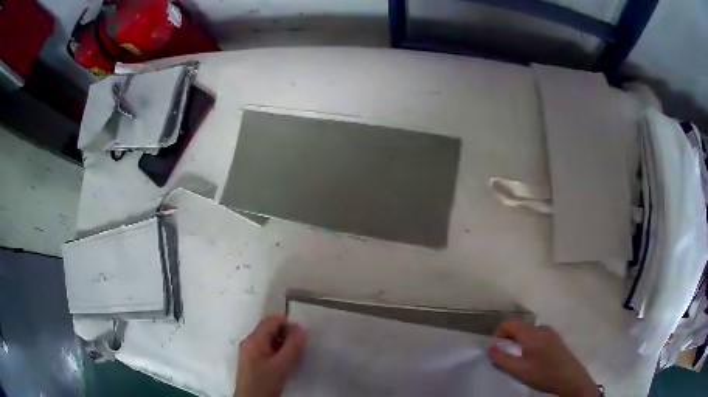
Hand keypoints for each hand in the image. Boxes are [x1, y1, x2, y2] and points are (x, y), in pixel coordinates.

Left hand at [235, 315, 306, 396]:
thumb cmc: (265, 382)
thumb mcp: (282, 365)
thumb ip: (292, 346)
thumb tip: (300, 329)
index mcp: (253, 340)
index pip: (269, 321)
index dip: (286, 322)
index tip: (300, 332)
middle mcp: (248, 342)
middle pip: (267, 329)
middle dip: (284, 332)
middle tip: (299, 343)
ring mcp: (248, 351)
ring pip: (266, 339)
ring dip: (281, 341)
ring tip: (294, 352)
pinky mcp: (251, 360)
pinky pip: (264, 347)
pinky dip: (276, 349)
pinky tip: (284, 359)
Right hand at [488, 320, 598, 396]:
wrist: (569, 378)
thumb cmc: (543, 375)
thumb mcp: (518, 371)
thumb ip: (502, 359)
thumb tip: (489, 348)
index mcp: (531, 334)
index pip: (510, 324)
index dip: (499, 332)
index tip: (495, 346)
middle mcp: (541, 328)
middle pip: (520, 326)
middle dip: (509, 337)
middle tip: (504, 354)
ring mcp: (551, 332)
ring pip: (529, 331)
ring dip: (520, 340)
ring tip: (517, 357)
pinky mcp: (556, 338)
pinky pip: (538, 334)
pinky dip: (530, 341)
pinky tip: (532, 357)